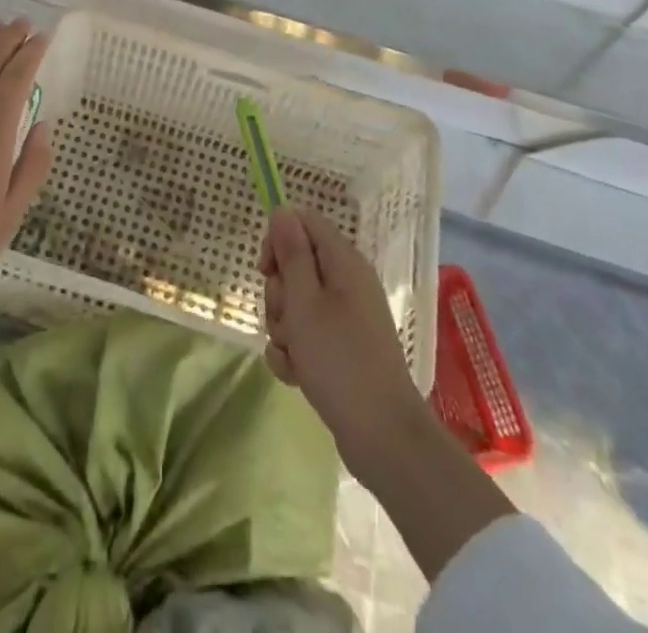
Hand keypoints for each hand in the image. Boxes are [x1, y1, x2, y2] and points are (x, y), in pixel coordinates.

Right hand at [260, 206, 426, 478]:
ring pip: (295, 303)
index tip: (265, 270)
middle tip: (286, 319)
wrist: (382, 437)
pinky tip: (296, 374)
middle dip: (279, 293)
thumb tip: (282, 210)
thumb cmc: (339, 360)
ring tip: (294, 353)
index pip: (303, 222)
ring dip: (283, 327)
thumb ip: (291, 253)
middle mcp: (346, 282)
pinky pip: (305, 335)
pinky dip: (294, 351)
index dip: (279, 239)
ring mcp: (344, 316)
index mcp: (343, 261)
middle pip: (296, 264)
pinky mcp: (341, 347)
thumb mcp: (305, 302)